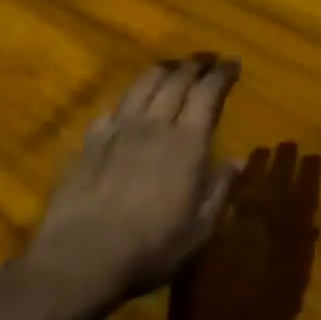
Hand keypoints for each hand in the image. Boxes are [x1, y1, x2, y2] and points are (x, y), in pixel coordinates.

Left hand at [25, 57, 241, 315]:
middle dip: (195, 64)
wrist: (80, 258)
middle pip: (176, 79)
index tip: (233, 64)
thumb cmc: (150, 249)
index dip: (222, 73)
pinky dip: (129, 96)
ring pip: (143, 83)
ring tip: (172, 68)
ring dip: (163, 70)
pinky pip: (113, 106)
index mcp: (187, 143)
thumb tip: (240, 159)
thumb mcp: (199, 230)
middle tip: (207, 61)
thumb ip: (220, 190)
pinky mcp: (90, 140)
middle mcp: (154, 125)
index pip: (207, 92)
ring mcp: (118, 129)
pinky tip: (130, 102)